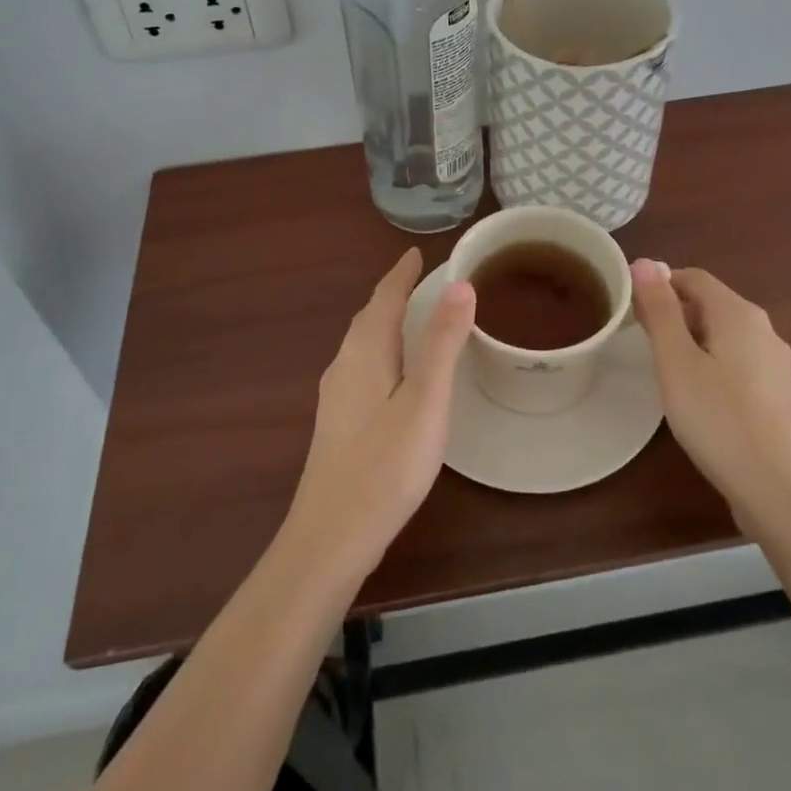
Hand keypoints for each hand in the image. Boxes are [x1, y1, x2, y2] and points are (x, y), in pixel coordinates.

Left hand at [284, 250, 475, 580]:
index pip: (383, 298)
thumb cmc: (385, 465)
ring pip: (361, 344)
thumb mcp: (425, 401)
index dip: (401, 274)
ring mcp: (335, 397)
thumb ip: (442, 343)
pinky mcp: (337, 424)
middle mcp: (344, 366)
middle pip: (368, 318)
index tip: (416, 253)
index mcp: (364, 353)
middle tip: (418, 280)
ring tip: (408, 318)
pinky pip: (360, 367)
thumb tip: (460, 285)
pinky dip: (380, 351)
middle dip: (391, 295)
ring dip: (383, 322)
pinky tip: (391, 375)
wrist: (330, 537)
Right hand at [629, 260, 790, 526]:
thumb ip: (660, 310)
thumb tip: (645, 262)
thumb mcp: (676, 362)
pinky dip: (711, 367)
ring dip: (691, 342)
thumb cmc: (720, 420)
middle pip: (710, 305)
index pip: (692, 277)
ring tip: (663, 371)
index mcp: (739, 314)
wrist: (784, 495)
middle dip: (673, 314)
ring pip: (724, 337)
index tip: (628, 307)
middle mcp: (764, 330)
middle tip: (638, 341)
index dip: (658, 284)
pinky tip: (698, 399)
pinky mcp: (780, 398)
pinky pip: (738, 364)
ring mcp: (777, 366)